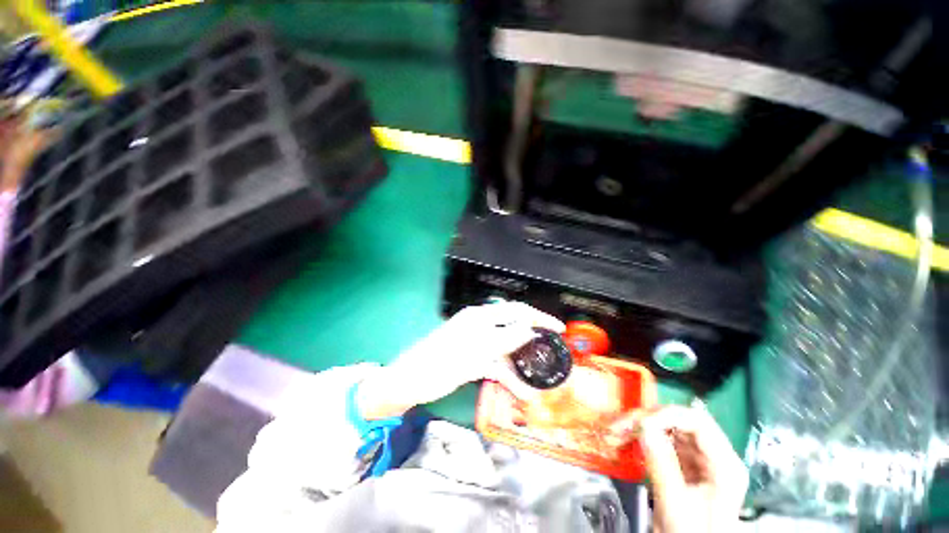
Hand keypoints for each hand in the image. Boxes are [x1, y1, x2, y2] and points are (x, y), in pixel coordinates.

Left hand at [357, 301, 564, 419]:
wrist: (410, 382)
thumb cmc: (439, 363)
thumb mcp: (474, 351)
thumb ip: (503, 339)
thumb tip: (529, 330)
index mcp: (480, 317)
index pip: (516, 311)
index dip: (539, 318)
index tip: (558, 329)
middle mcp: (481, 326)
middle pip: (513, 330)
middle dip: (532, 342)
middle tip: (551, 354)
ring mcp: (477, 343)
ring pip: (506, 351)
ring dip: (520, 366)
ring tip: (538, 384)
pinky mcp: (474, 359)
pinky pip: (495, 364)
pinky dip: (507, 376)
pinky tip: (520, 390)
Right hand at [620, 405, 748, 532]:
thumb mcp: (676, 504)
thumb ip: (661, 465)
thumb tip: (643, 426)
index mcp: (724, 465)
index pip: (697, 422)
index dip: (666, 415)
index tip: (639, 423)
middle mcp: (713, 457)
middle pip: (680, 422)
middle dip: (647, 420)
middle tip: (621, 425)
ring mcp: (699, 460)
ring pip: (667, 429)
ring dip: (640, 427)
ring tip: (618, 432)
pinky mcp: (684, 464)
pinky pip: (661, 441)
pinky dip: (642, 438)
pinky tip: (625, 440)